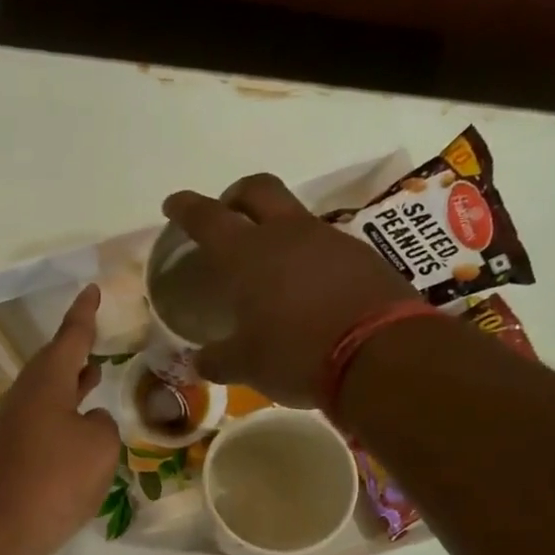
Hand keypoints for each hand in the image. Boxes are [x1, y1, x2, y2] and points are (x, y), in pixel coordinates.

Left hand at [0, 284, 121, 554]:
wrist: (6, 528)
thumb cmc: (58, 480)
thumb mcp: (100, 447)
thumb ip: (102, 424)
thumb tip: (88, 422)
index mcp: (46, 383)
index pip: (70, 338)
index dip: (84, 314)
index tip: (92, 290)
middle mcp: (24, 397)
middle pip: (52, 364)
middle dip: (75, 350)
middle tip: (93, 336)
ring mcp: (13, 426)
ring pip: (46, 393)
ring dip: (69, 383)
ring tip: (93, 376)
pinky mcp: (10, 454)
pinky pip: (41, 421)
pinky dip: (62, 413)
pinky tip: (76, 428)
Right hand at [161, 174, 419, 406]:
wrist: (380, 355)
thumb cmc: (296, 355)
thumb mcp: (247, 365)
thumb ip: (217, 360)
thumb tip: (198, 362)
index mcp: (247, 255)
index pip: (208, 218)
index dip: (187, 208)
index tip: (173, 204)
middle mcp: (287, 235)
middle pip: (257, 190)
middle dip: (236, 196)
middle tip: (227, 214)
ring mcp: (329, 240)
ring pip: (294, 216)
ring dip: (275, 228)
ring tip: (269, 263)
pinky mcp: (361, 256)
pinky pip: (324, 245)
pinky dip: (307, 256)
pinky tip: (307, 287)